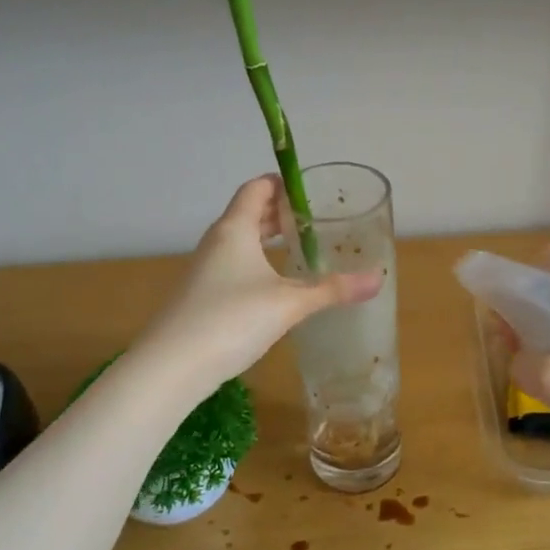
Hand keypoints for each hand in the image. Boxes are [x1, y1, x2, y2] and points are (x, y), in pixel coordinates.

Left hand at [135, 176, 381, 395]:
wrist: (171, 366)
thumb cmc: (231, 319)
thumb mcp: (289, 304)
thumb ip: (332, 290)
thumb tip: (377, 279)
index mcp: (234, 229)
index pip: (257, 188)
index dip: (282, 183)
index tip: (311, 190)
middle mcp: (217, 242)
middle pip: (248, 213)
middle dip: (280, 212)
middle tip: (314, 220)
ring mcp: (205, 270)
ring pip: (240, 242)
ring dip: (267, 239)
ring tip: (299, 249)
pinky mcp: (201, 296)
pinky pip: (233, 266)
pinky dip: (257, 264)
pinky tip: (274, 287)